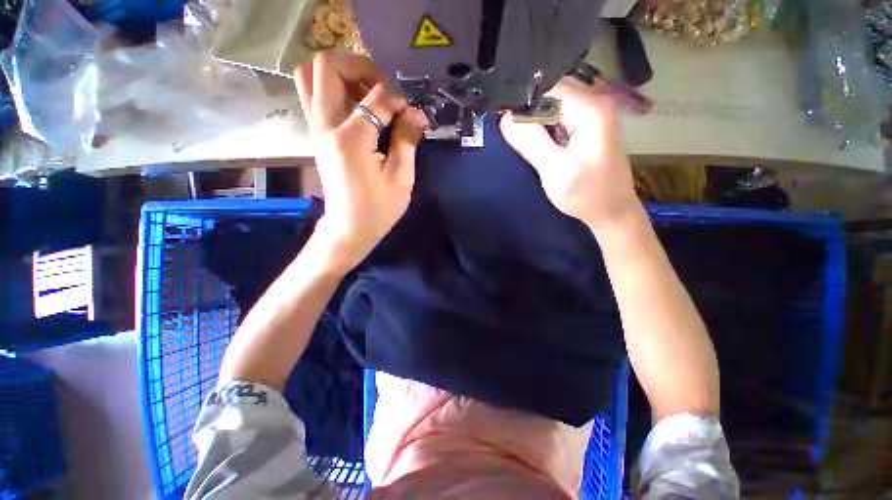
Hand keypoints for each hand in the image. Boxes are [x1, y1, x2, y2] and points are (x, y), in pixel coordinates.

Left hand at [295, 51, 426, 271]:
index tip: (410, 115)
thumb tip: (416, 113)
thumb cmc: (379, 209)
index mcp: (351, 139)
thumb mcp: (402, 178)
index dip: (398, 100)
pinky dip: (335, 90)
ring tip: (368, 94)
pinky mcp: (316, 135)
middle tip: (382, 87)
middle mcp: (326, 126)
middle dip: (360, 65)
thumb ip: (408, 141)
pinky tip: (359, 110)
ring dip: (342, 75)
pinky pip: (315, 95)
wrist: (349, 228)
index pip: (376, 96)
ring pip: (311, 75)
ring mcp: (316, 129)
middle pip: (327, 65)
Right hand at [500, 77, 639, 228]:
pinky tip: (538, 145)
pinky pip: (559, 119)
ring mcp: (592, 115)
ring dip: (534, 123)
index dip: (522, 102)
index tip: (505, 122)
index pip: (547, 88)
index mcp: (589, 108)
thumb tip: (506, 118)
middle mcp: (594, 103)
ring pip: (552, 107)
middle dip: (527, 113)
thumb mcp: (555, 170)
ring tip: (522, 142)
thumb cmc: (586, 194)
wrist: (611, 211)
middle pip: (550, 94)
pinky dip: (544, 129)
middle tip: (511, 135)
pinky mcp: (588, 128)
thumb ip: (531, 142)